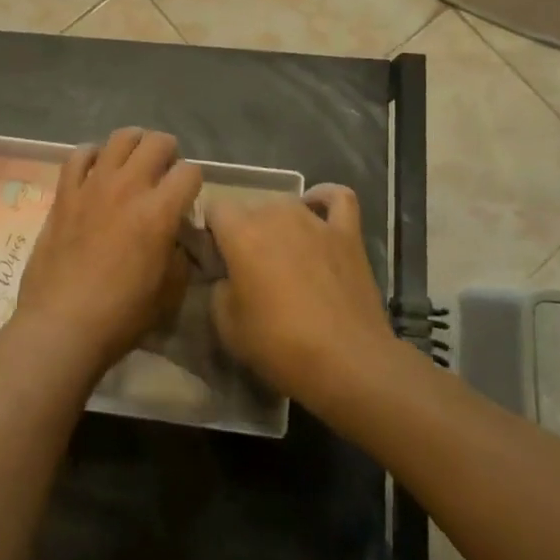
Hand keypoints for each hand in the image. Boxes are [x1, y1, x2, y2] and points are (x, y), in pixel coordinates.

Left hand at [17, 129, 202, 379]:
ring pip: (120, 138)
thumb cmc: (122, 315)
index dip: (194, 183)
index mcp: (159, 211)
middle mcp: (128, 187)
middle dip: (169, 153)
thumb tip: (176, 236)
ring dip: (134, 145)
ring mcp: (93, 185)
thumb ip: (180, 254)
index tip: (187, 199)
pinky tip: (96, 169)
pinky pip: (79, 154)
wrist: (62, 325)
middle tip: (164, 174)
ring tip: (134, 163)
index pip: (190, 171)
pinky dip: (92, 155)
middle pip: (157, 142)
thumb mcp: (170, 291)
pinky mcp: (65, 193)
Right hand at [206, 185, 393, 408]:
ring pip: (287, 202)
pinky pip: (336, 197)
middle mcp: (276, 213)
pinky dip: (323, 198)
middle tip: (248, 267)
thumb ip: (218, 289)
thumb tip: (226, 276)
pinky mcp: (347, 232)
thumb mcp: (227, 327)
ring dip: (278, 222)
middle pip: (250, 207)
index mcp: (241, 232)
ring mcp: (315, 220)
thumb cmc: (280, 344)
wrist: (348, 362)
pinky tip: (317, 210)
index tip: (215, 259)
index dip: (211, 232)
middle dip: (244, 230)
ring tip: (282, 253)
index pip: (214, 209)